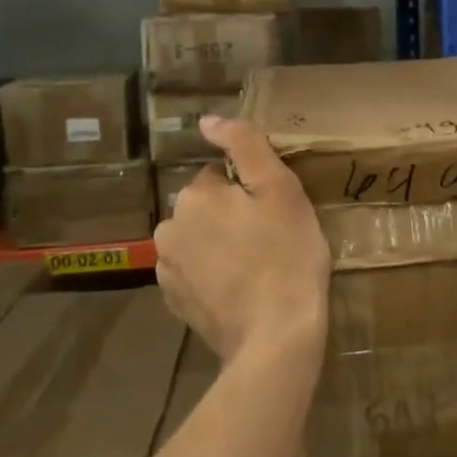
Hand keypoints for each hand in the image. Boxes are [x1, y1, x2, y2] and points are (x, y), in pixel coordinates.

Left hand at [154, 116, 331, 359]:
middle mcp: (169, 227)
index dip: (251, 192)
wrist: (276, 336)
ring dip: (219, 246)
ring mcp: (168, 269)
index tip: (274, 215)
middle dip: (231, 218)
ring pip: (199, 240)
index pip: (220, 176)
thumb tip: (207, 121)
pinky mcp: (175, 302)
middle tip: (270, 241)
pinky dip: (212, 276)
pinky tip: (240, 291)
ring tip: (256, 269)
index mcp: (194, 196)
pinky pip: (195, 273)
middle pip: (206, 208)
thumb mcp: (280, 189)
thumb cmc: (287, 255)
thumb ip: (244, 145)